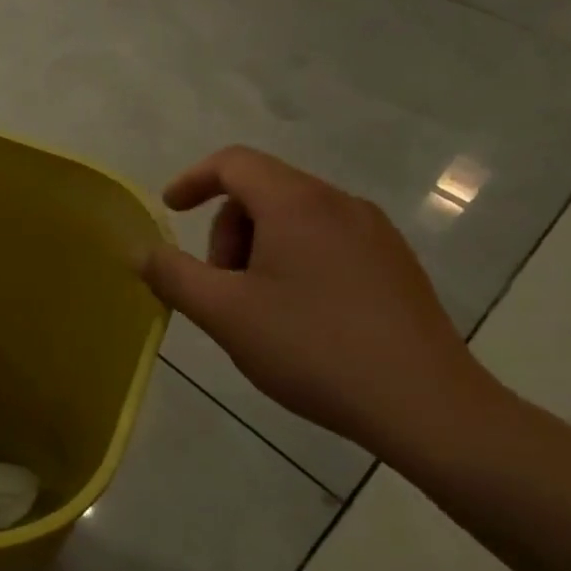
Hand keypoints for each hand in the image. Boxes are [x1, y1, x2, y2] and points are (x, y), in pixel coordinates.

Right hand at [141, 146, 497, 452]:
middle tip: (221, 285)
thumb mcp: (224, 313)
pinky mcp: (396, 265)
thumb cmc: (314, 348)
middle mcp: (340, 204)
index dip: (193, 180)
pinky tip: (300, 317)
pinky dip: (294, 261)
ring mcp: (376, 234)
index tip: (170, 211)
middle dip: (227, 230)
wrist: (428, 408)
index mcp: (297, 203)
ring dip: (259, 248)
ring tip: (257, 307)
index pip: (233, 163)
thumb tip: (142, 251)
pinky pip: (327, 241)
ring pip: (295, 218)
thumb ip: (173, 275)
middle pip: (263, 191)